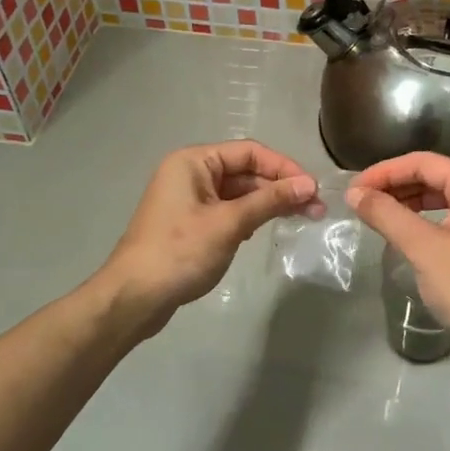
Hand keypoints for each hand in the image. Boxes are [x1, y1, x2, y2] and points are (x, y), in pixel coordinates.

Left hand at [97, 141, 316, 332]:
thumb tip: (308, 185)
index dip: (284, 167)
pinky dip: (250, 217)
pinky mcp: (191, 223)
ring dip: (268, 203)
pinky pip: (228, 211)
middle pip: (246, 171)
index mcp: (194, 161)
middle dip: (280, 187)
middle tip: (315, 209)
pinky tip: (268, 228)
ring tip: (302, 218)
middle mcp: (191, 173)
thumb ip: (270, 201)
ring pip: (239, 193)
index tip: (312, 188)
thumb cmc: (180, 252)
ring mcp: (190, 200)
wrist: (134, 297)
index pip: (249, 152)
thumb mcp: (229, 224)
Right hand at [346, 153, 449, 348]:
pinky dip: (421, 219)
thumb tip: (354, 193)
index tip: (355, 188)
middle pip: (434, 176)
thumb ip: (386, 214)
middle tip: (361, 200)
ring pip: (440, 197)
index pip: (425, 162)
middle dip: (395, 185)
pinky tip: (402, 231)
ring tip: (376, 213)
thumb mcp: (421, 246)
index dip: (386, 171)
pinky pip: (447, 217)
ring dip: (407, 202)